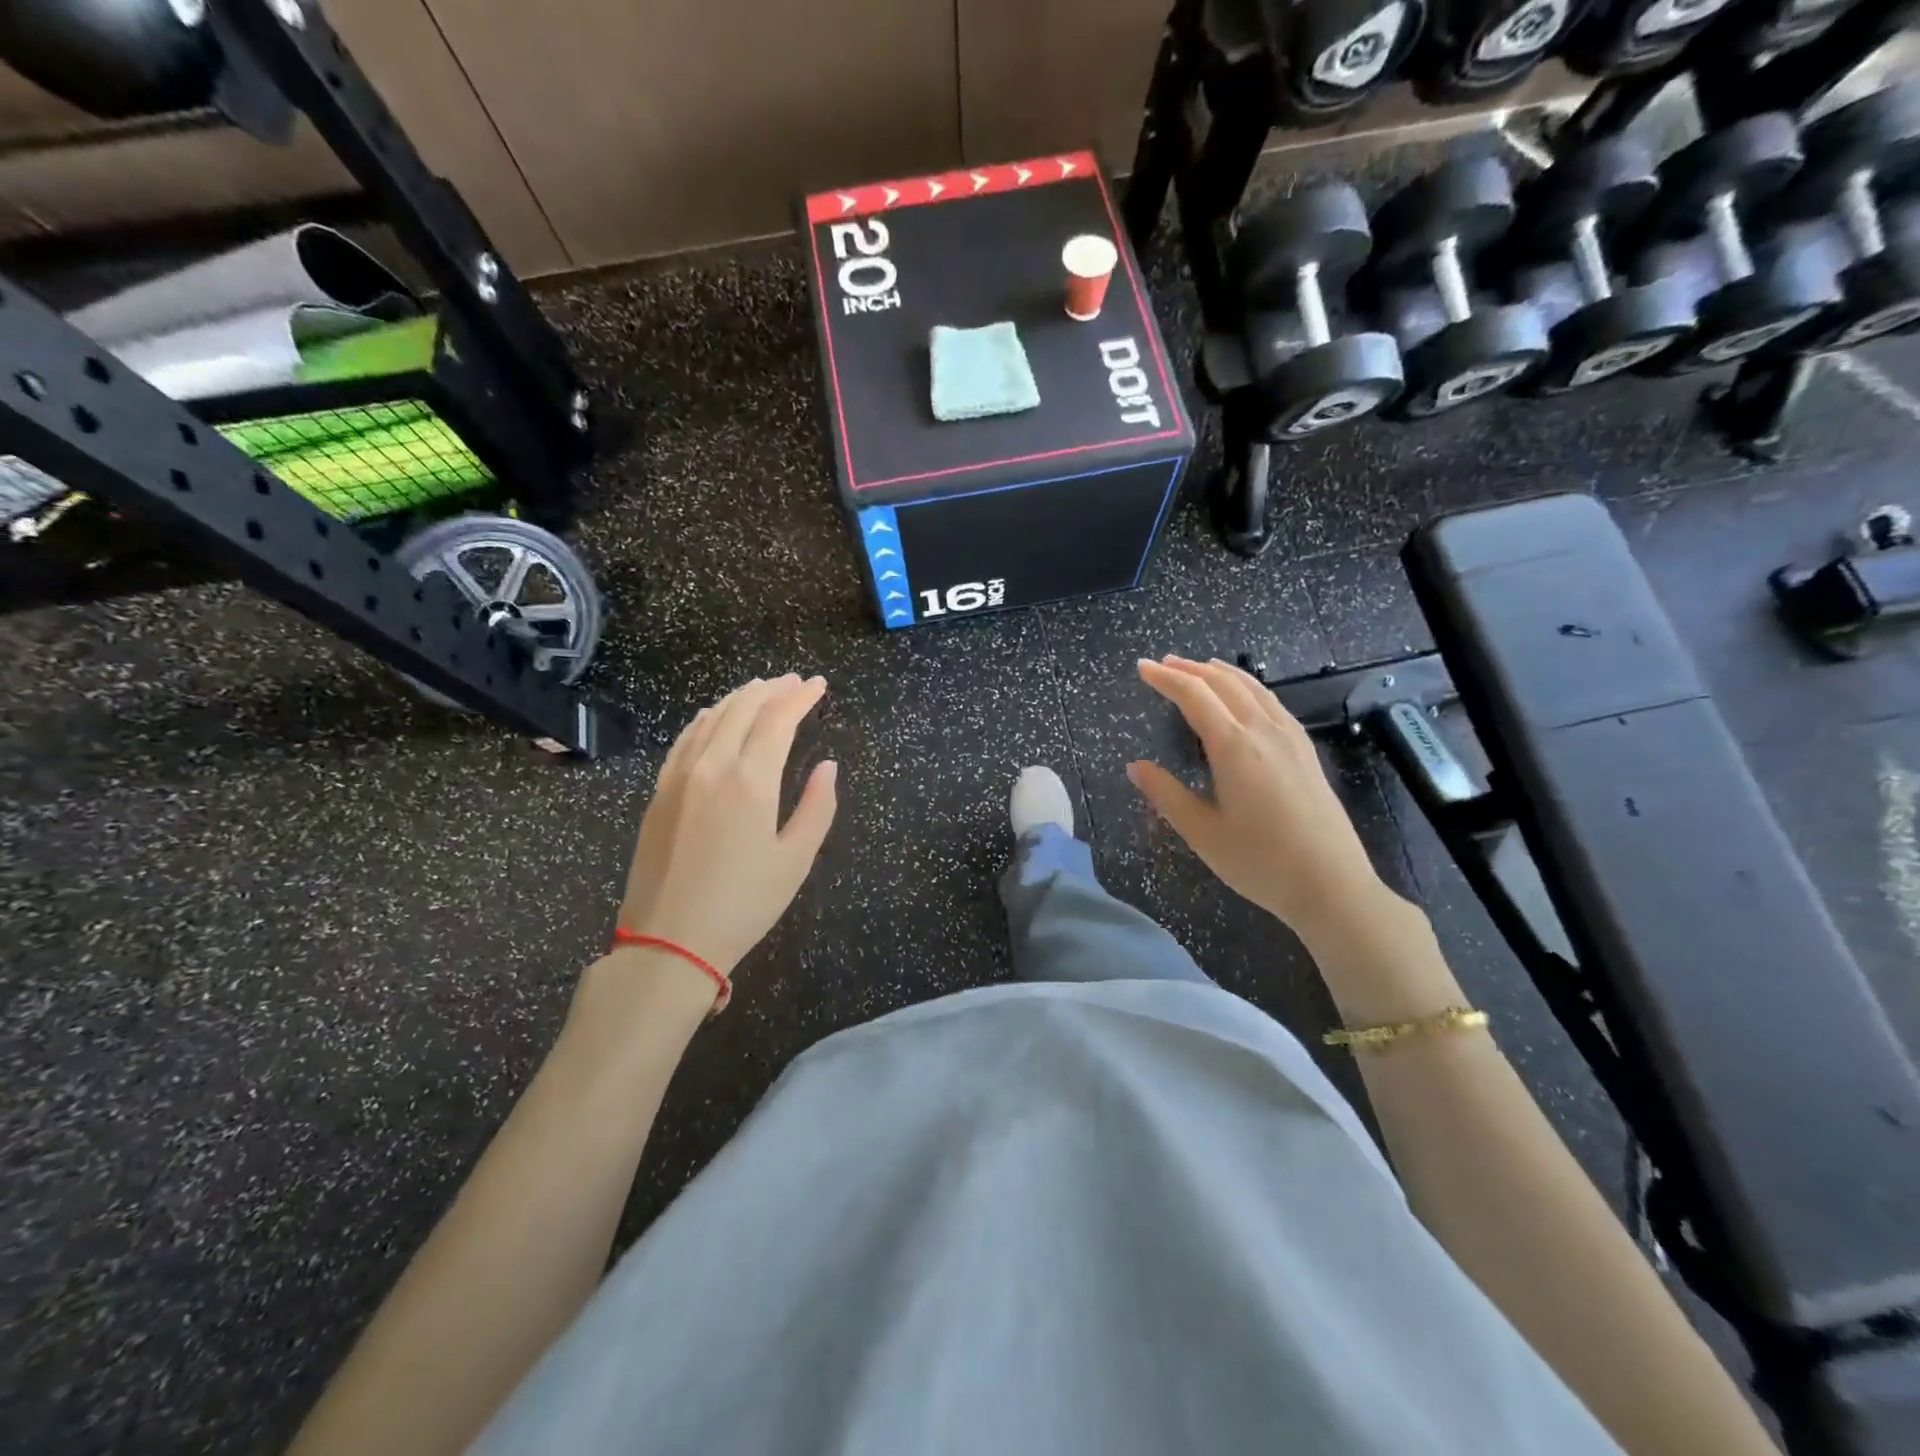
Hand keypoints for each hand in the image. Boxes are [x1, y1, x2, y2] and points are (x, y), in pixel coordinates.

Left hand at [618, 675, 837, 976]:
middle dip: (771, 689)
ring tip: (760, 689)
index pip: (778, 719)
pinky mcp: (660, 792)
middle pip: (742, 709)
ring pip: (711, 718)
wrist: (669, 940)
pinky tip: (713, 716)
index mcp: (750, 780)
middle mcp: (712, 766)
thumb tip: (827, 767)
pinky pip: (685, 739)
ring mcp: (679, 776)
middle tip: (793, 682)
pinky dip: (705, 719)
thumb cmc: (744, 904)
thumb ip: (817, 807)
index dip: (800, 697)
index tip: (818, 685)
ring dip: (739, 698)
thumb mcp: (795, 860)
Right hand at [1127, 656, 1402, 943]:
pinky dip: (1249, 688)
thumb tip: (1135, 767)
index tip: (1141, 668)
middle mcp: (1264, 732)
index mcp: (1234, 747)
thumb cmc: (1260, 862)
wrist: (1331, 885)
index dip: (1165, 679)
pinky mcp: (1306, 752)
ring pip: (1253, 689)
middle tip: (1164, 663)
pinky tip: (1246, 697)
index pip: (1194, 697)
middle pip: (1224, 684)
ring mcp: (1291, 739)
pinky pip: (1272, 703)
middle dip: (1191, 669)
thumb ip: (1166, 794)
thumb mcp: (1202, 833)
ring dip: (1222, 673)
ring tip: (1200, 667)